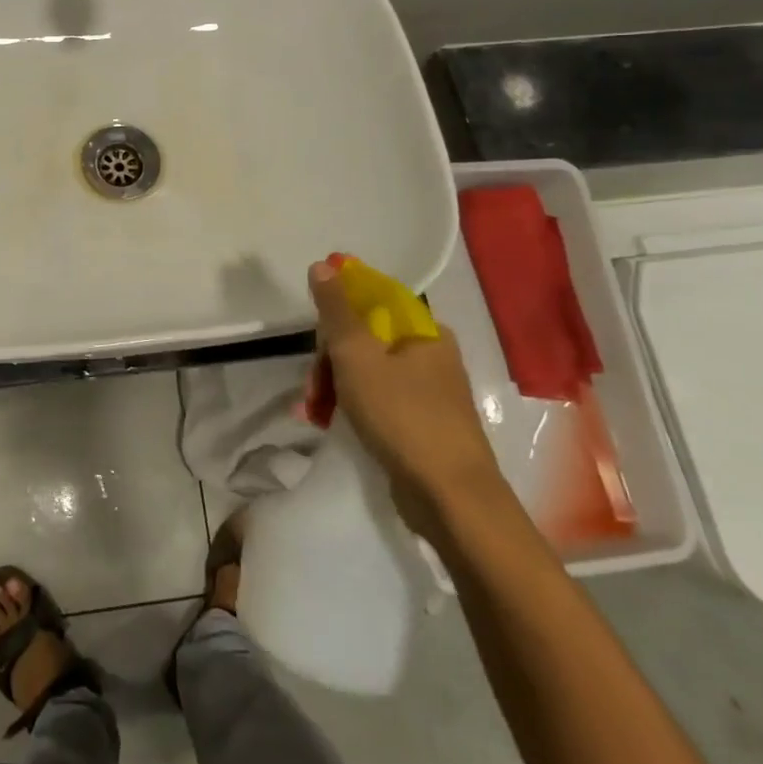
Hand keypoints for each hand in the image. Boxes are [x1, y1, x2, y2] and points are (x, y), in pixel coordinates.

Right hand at [305, 261, 507, 541]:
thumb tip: (323, 265)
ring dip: (333, 387)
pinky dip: (351, 408)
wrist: (450, 499)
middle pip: (365, 340)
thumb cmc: (402, 415)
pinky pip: (377, 402)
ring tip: (312, 412)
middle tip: (313, 387)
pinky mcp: (423, 427)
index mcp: (425, 332)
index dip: (338, 314)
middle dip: (329, 361)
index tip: (316, 339)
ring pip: (367, 373)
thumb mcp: (357, 355)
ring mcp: (430, 394)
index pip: (373, 302)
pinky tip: (329, 424)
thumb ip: (336, 309)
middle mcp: (432, 356)